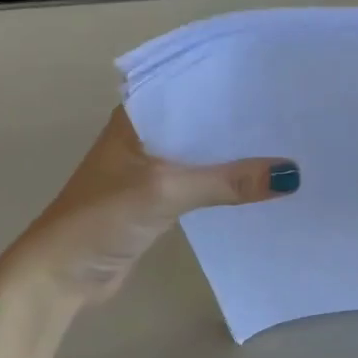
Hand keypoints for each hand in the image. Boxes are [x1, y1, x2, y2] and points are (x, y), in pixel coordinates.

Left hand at [0, 108, 297, 305]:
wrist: (62, 275)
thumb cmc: (102, 219)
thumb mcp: (166, 192)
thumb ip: (226, 182)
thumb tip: (291, 175)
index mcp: (138, 116)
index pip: (192, 87)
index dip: (232, 85)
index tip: (276, 81)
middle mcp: (147, 135)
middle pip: (204, 121)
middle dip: (242, 121)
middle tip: (295, 114)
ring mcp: (154, 169)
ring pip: (205, 154)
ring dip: (237, 155)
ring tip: (290, 146)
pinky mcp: (161, 200)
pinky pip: (203, 182)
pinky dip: (227, 183)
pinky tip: (261, 183)